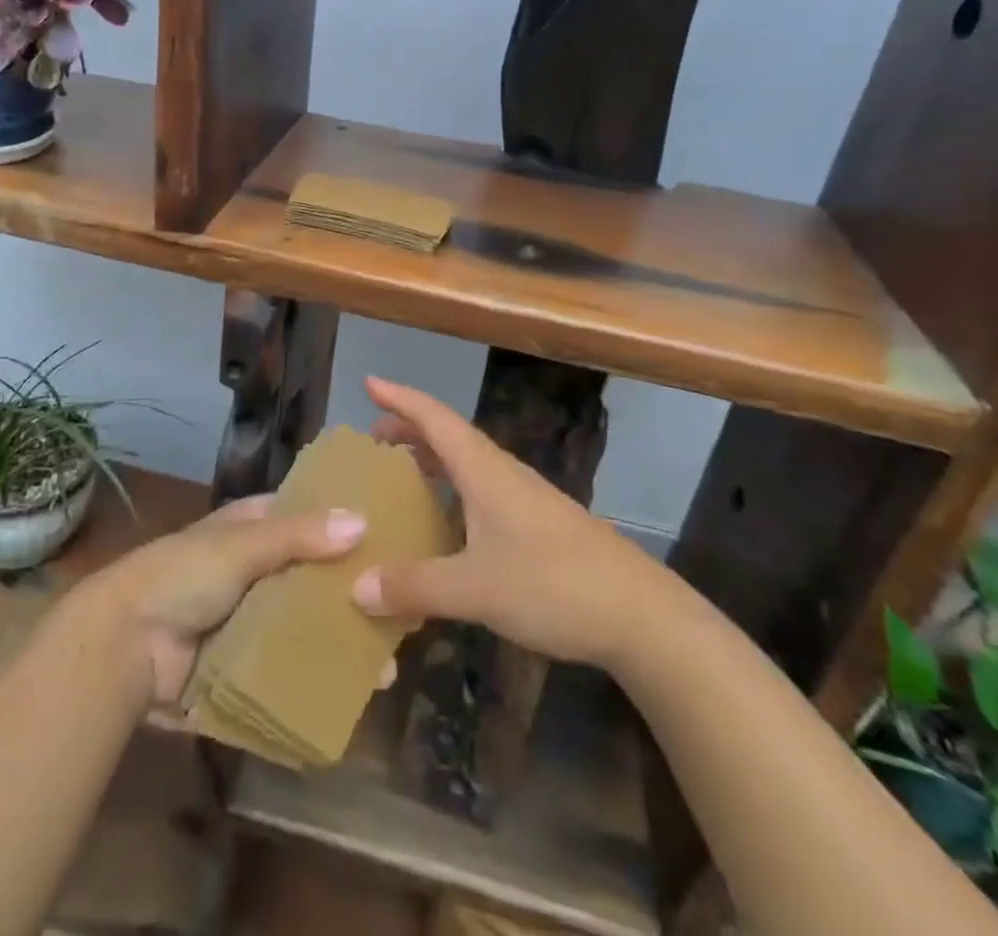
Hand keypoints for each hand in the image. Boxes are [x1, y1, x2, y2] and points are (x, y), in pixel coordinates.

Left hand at [77, 494, 366, 705]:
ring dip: (340, 640)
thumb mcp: (240, 546)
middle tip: (403, 610)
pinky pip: (289, 668)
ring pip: (305, 625)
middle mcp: (255, 570)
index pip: (306, 517)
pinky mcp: (244, 665)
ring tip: (387, 662)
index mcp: (251, 529)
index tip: (391, 535)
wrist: (122, 648)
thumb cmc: (180, 576)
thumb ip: (299, 536)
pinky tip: (355, 691)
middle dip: (350, 592)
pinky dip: (316, 676)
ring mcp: (250, 620)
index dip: (343, 523)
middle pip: (312, 576)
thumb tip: (362, 521)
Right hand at [350, 377, 656, 668]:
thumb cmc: (553, 585)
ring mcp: (525, 499)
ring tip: (401, 476)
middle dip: (410, 430)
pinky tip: (446, 525)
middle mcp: (503, 474)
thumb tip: (356, 587)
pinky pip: (482, 492)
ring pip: (468, 464)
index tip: (369, 382)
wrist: (641, 615)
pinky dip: (453, 491)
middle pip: (449, 436)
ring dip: (432, 461)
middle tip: (372, 439)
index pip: (435, 418)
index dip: (400, 398)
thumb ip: (415, 586)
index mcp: (484, 471)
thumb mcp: (475, 589)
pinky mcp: (539, 525)